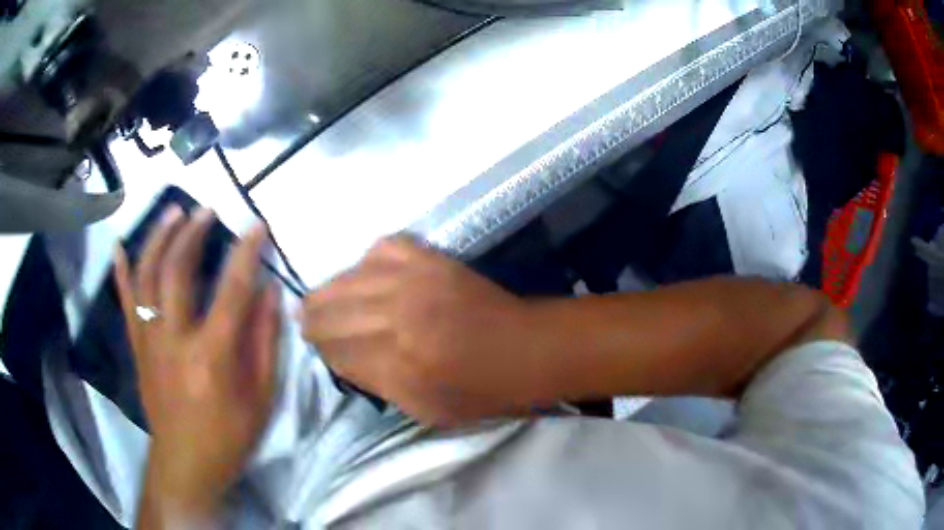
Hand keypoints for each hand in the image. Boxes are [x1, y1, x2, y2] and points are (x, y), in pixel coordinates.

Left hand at [113, 207, 279, 526]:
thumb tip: (271, 292)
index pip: (231, 290)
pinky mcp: (137, 345)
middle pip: (177, 271)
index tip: (257, 225)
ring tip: (172, 212)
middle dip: (193, 233)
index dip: (245, 253)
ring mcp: (149, 340)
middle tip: (207, 210)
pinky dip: (121, 270)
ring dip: (159, 239)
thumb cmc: (229, 436)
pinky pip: (125, 301)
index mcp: (211, 355)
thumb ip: (265, 341)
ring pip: (147, 277)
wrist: (185, 462)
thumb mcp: (261, 397)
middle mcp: (174, 339)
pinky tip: (119, 245)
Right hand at [301, 236, 545, 425]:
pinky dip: (368, 261)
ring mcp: (413, 280)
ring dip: (329, 292)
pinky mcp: (431, 257)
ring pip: (346, 279)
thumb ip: (377, 385)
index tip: (318, 348)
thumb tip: (342, 358)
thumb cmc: (480, 392)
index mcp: (398, 365)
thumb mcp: (425, 411)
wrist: (527, 349)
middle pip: (331, 312)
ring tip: (321, 299)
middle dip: (313, 320)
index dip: (322, 350)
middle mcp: (397, 317)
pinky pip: (382, 247)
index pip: (335, 351)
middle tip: (305, 321)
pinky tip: (368, 274)